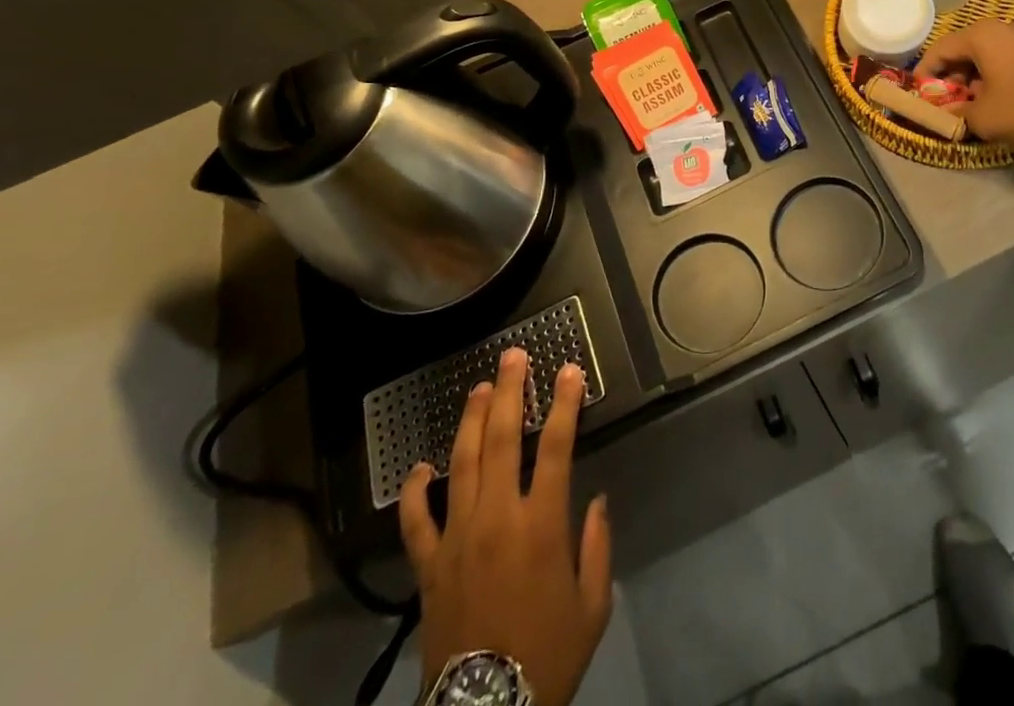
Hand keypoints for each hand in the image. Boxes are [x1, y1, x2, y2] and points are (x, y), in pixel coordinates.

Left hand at [401, 347, 611, 705]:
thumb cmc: (548, 656)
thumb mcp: (593, 606)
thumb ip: (598, 546)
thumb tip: (597, 500)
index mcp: (540, 526)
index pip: (555, 448)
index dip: (564, 404)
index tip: (569, 370)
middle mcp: (496, 519)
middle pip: (500, 440)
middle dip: (509, 392)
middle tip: (513, 356)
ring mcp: (457, 539)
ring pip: (461, 464)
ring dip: (470, 420)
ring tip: (479, 387)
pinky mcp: (429, 567)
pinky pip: (416, 522)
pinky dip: (415, 492)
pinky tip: (420, 467)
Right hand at [917, 18, 1013, 148]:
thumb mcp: (984, 118)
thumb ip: (958, 114)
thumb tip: (951, 114)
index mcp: (982, 35)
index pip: (940, 49)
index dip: (925, 72)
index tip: (919, 93)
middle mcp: (1005, 27)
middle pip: (966, 50)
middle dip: (953, 77)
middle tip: (949, 102)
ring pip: (991, 55)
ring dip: (978, 79)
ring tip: (977, 106)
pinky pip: (1013, 60)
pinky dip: (1001, 77)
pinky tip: (1005, 101)